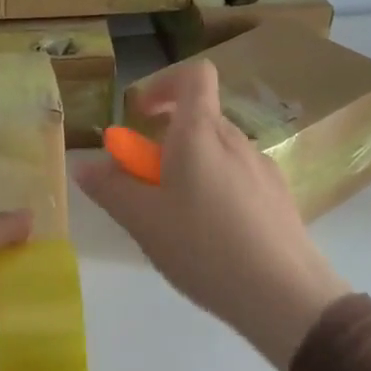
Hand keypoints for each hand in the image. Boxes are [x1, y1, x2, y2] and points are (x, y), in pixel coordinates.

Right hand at [75, 59, 348, 370]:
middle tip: (146, 183)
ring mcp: (263, 168)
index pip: (193, 76)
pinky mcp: (280, 197)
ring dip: (191, 168)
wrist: (284, 295)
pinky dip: (216, 189)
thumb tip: (85, 165)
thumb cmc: (204, 247)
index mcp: (201, 133)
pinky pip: (239, 177)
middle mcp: (236, 140)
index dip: (164, 84)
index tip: (141, 115)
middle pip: (200, 119)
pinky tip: (212, 237)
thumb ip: (111, 188)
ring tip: (177, 219)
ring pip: (218, 152)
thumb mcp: (143, 221)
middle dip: (167, 140)